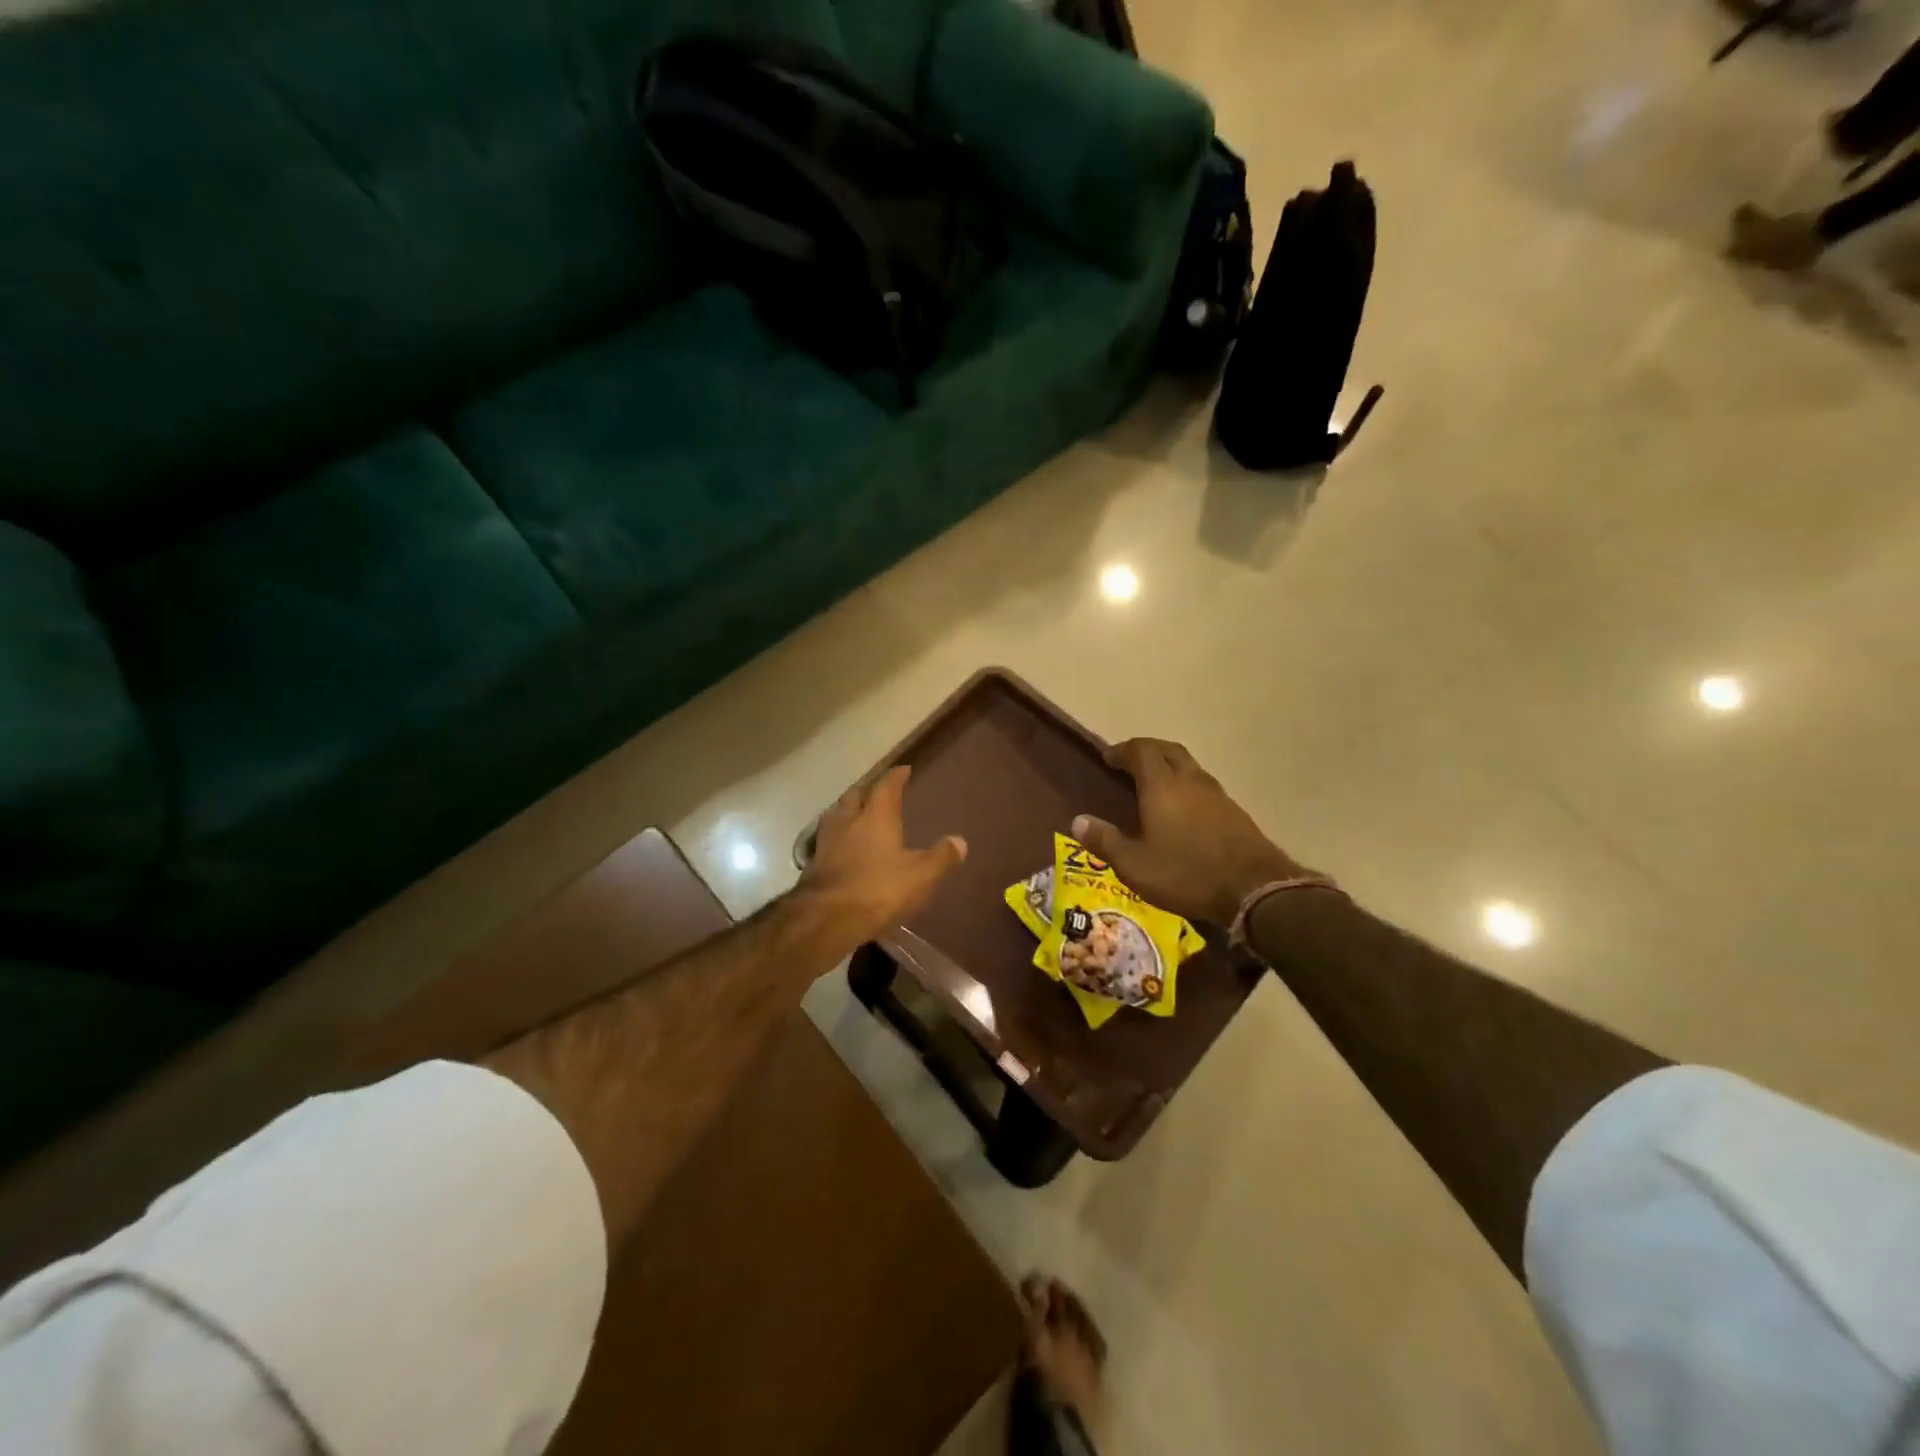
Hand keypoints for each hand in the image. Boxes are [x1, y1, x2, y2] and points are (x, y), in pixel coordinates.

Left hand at [800, 766, 966, 943]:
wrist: (825, 919)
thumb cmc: (878, 890)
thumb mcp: (920, 876)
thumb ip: (941, 857)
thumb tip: (959, 841)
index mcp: (876, 816)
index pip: (886, 786)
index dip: (896, 777)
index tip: (903, 770)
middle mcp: (848, 821)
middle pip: (856, 795)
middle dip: (868, 790)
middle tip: (878, 791)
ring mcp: (826, 841)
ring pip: (837, 815)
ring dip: (848, 811)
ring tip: (859, 815)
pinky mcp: (813, 864)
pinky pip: (827, 840)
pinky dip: (837, 837)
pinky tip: (843, 847)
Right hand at [1073, 739, 1305, 926]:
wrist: (1255, 889)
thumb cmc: (1186, 873)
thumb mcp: (1135, 865)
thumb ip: (1105, 840)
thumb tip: (1077, 821)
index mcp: (1162, 786)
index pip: (1142, 750)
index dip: (1123, 750)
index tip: (1108, 758)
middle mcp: (1190, 781)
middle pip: (1168, 750)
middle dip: (1147, 750)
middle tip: (1130, 763)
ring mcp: (1217, 795)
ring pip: (1190, 766)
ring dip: (1170, 767)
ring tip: (1154, 785)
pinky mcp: (1235, 812)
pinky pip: (1204, 786)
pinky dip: (1187, 786)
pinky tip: (1184, 810)